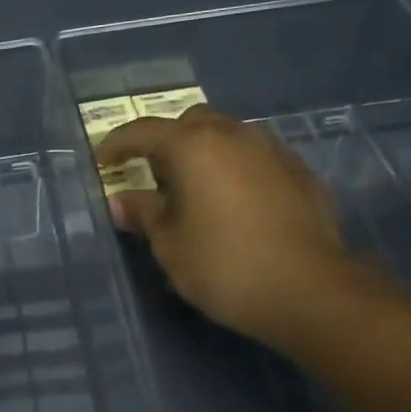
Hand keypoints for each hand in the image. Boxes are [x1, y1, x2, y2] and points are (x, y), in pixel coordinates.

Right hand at [98, 105, 361, 350]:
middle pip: (190, 122)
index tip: (101, 161)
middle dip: (166, 142)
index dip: (117, 144)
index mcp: (194, 146)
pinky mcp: (299, 171)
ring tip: (195, 190)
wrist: (309, 289)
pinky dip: (235, 168)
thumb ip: (144, 214)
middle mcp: (233, 134)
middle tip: (154, 176)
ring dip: (204, 153)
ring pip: (227, 135)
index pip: (143, 132)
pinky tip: (234, 203)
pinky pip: (255, 156)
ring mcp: (272, 149)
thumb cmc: (224, 265)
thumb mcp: (170, 244)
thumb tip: (122, 201)